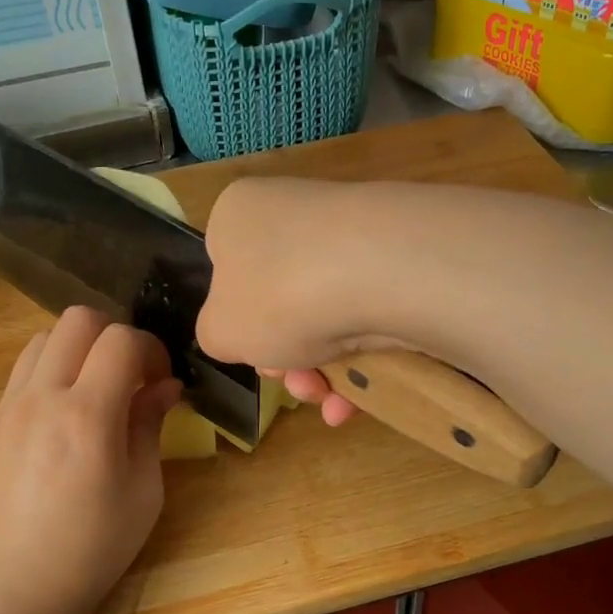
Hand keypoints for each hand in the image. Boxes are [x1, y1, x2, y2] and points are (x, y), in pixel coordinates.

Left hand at [0, 307, 182, 613]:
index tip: (162, 380)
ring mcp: (8, 408)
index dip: (152, 348)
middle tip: (131, 376)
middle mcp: (41, 398)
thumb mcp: (142, 493)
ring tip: (96, 391)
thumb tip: (165, 386)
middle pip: (77, 320)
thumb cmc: (91, 550)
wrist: (11, 591)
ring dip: (78, 349)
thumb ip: (150, 427)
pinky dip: (51, 373)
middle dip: (115, 335)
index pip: (121, 339)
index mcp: (86, 415)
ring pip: (43, 339)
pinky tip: (64, 418)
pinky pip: (22, 373)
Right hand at [197, 178, 407, 426]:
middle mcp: (293, 214)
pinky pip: (367, 315)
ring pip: (324, 316)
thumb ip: (216, 336)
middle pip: (279, 302)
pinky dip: (360, 361)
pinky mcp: (396, 259)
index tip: (252, 355)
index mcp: (238, 216)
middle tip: (294, 383)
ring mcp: (349, 233)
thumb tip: (239, 333)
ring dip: (321, 372)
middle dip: (285, 358)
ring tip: (328, 400)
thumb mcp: (219, 332)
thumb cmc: (278, 296)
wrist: (380, 273)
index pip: (226, 269)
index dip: (237, 322)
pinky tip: (357, 399)